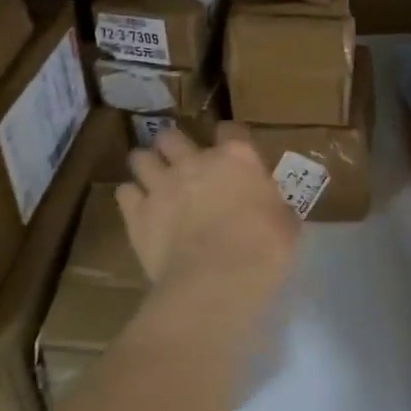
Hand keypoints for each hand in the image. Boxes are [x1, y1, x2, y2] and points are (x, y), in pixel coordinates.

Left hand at [117, 125, 297, 308]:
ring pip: (140, 157)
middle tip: (181, 163)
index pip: (230, 129)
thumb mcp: (286, 225)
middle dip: (174, 146)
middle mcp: (194, 160)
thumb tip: (274, 209)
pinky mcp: (137, 212)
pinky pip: (124, 192)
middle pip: (172, 136)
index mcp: (236, 157)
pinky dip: (131, 198)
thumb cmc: (263, 251)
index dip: (230, 139)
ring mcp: (161, 184)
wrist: (217, 281)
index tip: (232, 153)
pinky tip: (139, 209)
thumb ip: (275, 207)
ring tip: (153, 181)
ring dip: (147, 166)